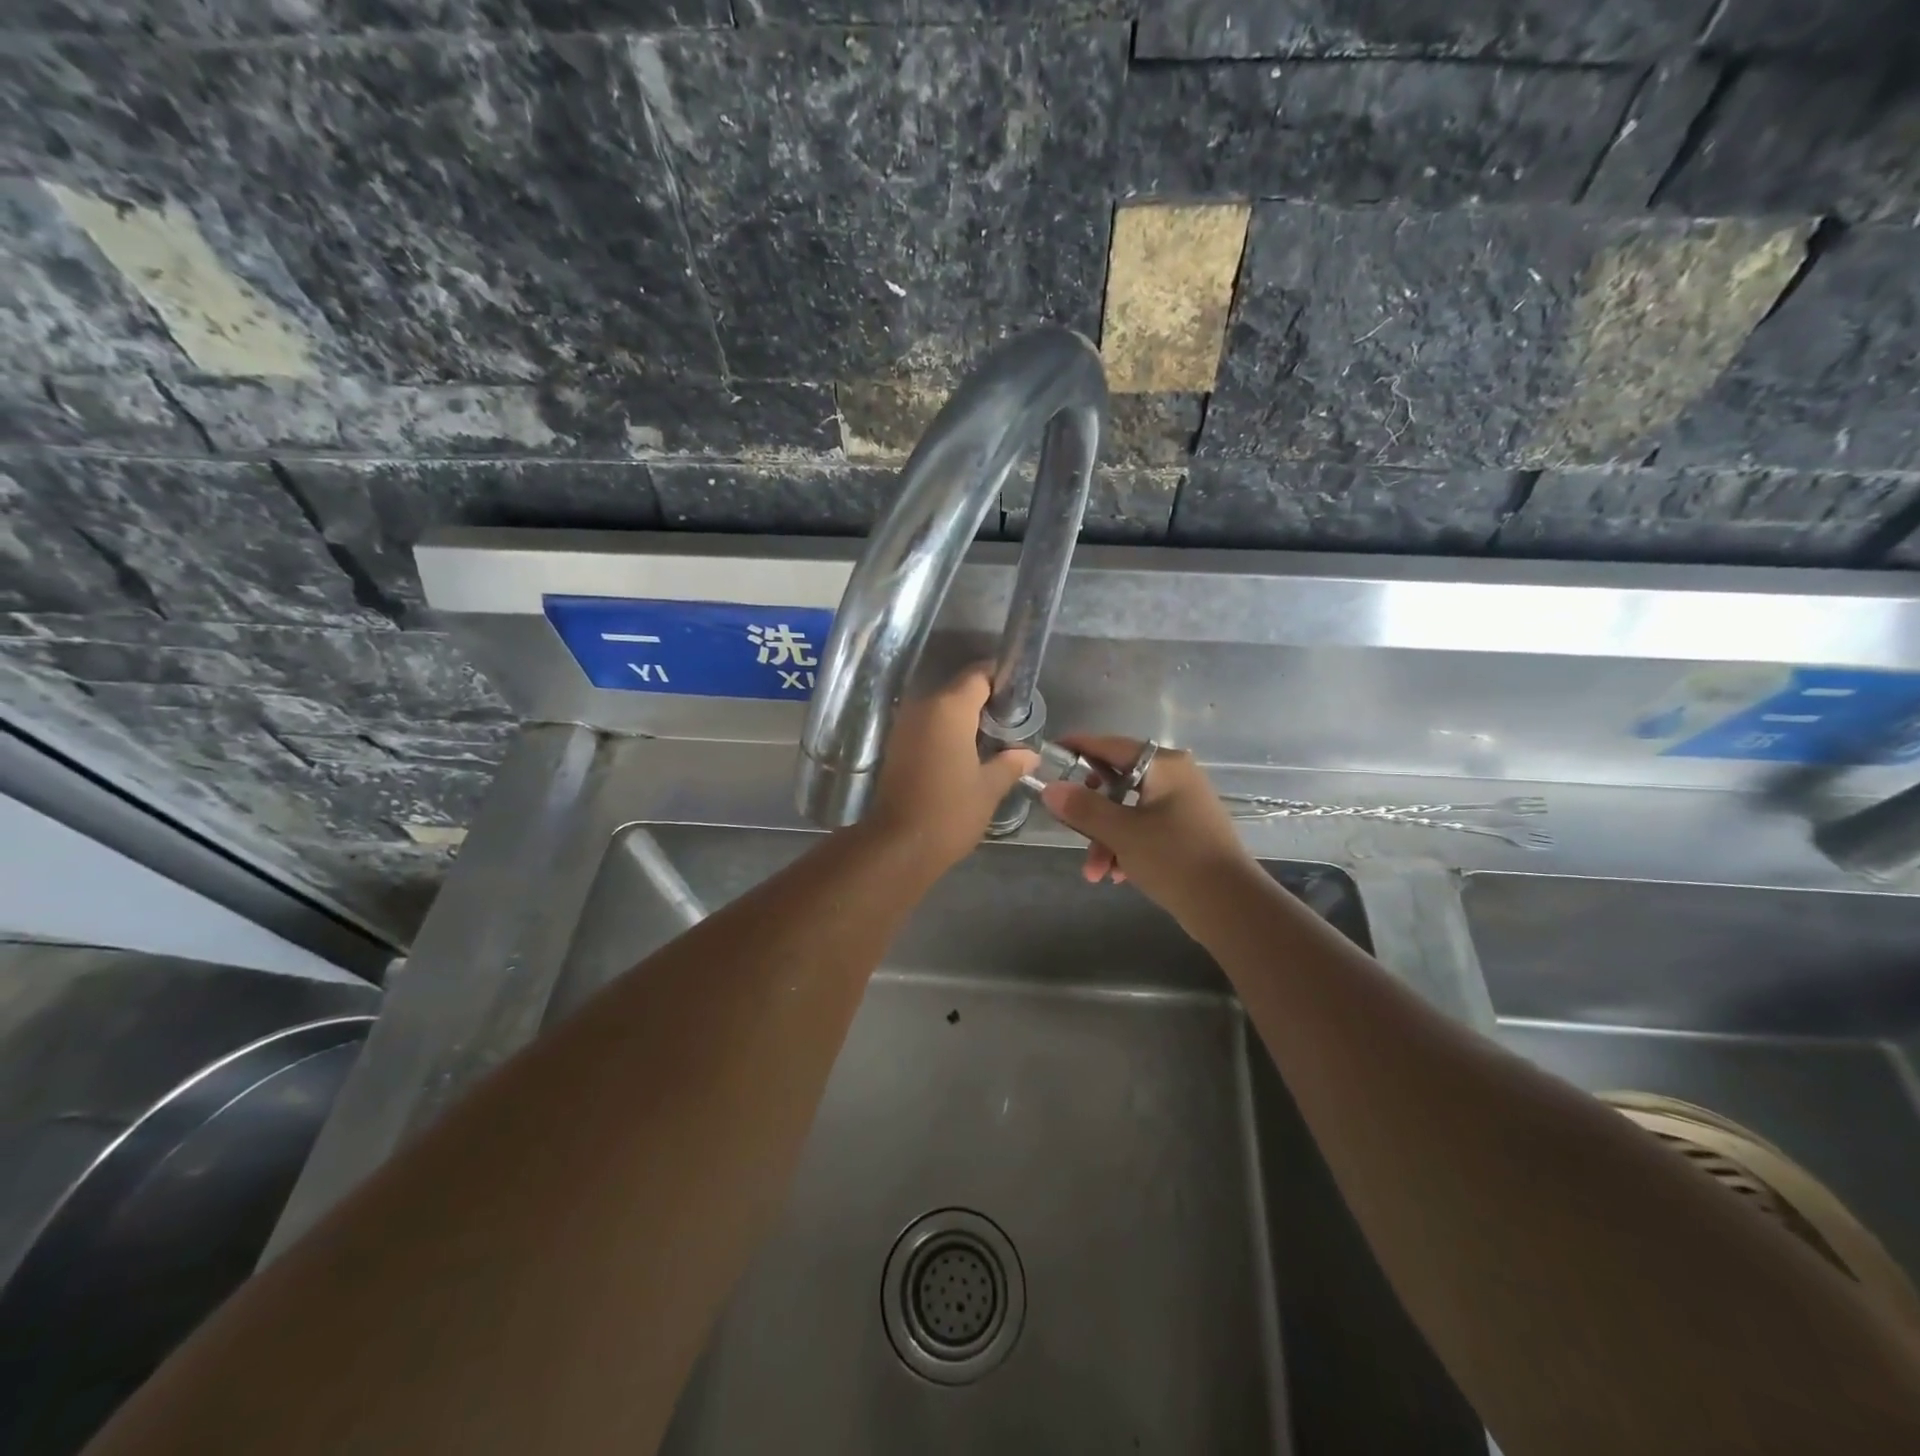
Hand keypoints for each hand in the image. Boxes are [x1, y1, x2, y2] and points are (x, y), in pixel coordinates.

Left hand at [864, 666, 1038, 872]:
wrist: (898, 845)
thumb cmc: (950, 811)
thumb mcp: (989, 788)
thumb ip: (1010, 763)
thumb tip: (1030, 754)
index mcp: (949, 708)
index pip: (979, 674)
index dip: (1002, 680)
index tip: (1020, 699)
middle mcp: (923, 707)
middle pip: (960, 689)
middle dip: (986, 702)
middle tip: (1011, 725)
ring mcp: (905, 725)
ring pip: (942, 708)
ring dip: (965, 719)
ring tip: (991, 742)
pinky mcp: (896, 745)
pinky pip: (928, 726)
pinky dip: (947, 732)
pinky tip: (966, 755)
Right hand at [1038, 735, 1257, 920]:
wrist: (1231, 907)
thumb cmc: (1175, 859)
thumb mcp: (1121, 832)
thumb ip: (1083, 808)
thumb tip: (1050, 788)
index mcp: (1165, 766)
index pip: (1112, 745)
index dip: (1079, 747)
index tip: (1051, 752)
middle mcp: (1176, 777)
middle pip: (1118, 782)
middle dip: (1091, 814)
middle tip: (1070, 828)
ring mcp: (1184, 805)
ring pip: (1128, 811)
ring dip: (1106, 839)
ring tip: (1095, 873)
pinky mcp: (1187, 832)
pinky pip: (1145, 829)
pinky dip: (1127, 847)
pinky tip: (1117, 875)